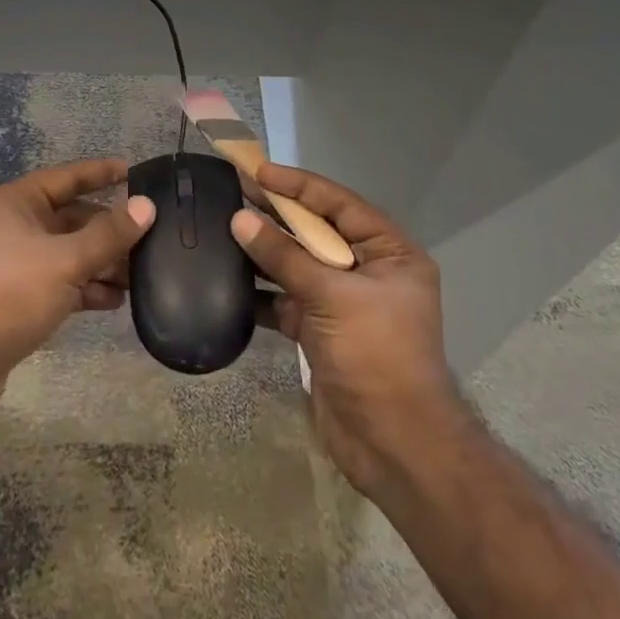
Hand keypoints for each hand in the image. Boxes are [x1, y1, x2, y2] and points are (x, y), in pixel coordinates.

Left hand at [0, 158, 155, 429]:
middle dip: (109, 230)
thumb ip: (108, 234)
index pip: (66, 177)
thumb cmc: (6, 294)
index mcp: (16, 203)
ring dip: (101, 263)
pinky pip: (60, 285)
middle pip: (70, 219)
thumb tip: (146, 205)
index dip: (100, 173)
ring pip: (68, 255)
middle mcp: (13, 228)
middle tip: (151, 238)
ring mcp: (13, 267)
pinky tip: (115, 301)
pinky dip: (85, 289)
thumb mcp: (64, 260)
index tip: (135, 172)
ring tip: (141, 275)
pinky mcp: (16, 302)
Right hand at [232, 164, 461, 497]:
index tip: (258, 171)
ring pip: (299, 265)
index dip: (299, 186)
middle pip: (317, 231)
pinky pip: (287, 299)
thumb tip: (239, 219)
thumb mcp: (332, 297)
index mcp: (390, 253)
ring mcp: (344, 302)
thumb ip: (284, 257)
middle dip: (278, 214)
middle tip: (234, 191)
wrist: (394, 446)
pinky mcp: (322, 330)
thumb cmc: (376, 356)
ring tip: (225, 229)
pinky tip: (229, 281)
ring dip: (265, 252)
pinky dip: (262, 292)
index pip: (339, 204)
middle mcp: (369, 271)